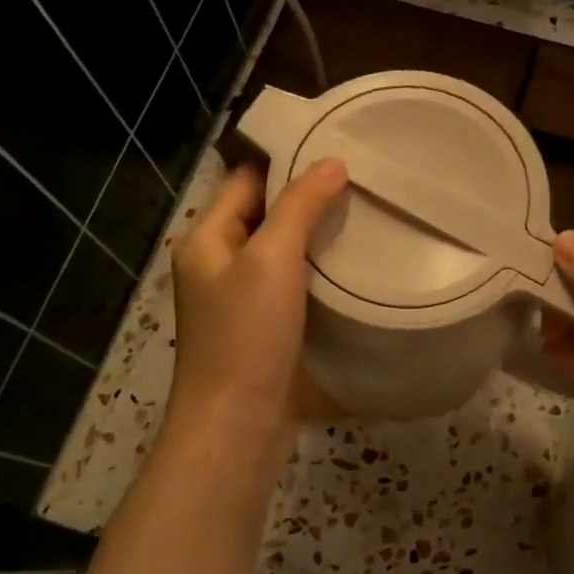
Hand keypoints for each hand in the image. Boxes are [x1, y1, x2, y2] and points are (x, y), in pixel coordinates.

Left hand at [167, 159, 347, 459]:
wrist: (237, 426)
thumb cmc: (246, 337)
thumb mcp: (272, 260)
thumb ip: (300, 207)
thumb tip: (332, 162)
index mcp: (207, 238)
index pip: (247, 179)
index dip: (288, 161)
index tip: (338, 148)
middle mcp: (219, 262)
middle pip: (266, 213)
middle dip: (309, 197)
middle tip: (363, 180)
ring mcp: (241, 297)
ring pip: (282, 250)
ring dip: (317, 236)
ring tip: (366, 214)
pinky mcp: (264, 326)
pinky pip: (292, 283)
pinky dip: (318, 270)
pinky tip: (354, 264)